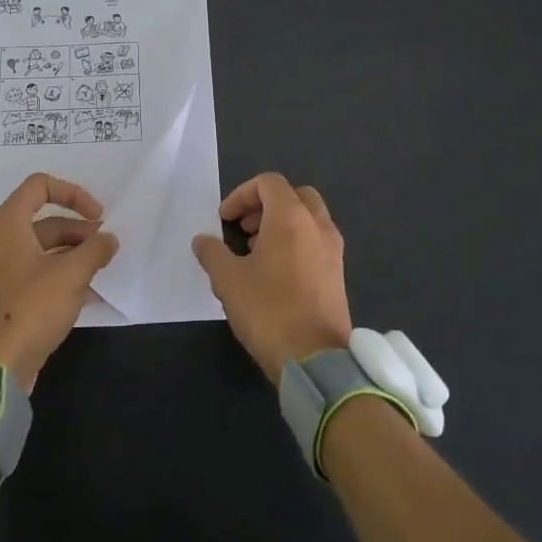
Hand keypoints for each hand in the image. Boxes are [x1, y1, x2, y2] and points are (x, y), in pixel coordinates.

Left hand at [0, 173, 118, 390]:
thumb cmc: (30, 309)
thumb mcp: (71, 275)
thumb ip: (95, 250)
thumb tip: (109, 239)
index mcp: (6, 224)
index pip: (39, 186)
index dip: (73, 193)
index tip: (99, 215)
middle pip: (43, 221)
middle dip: (78, 231)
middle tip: (106, 248)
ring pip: (39, 250)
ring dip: (71, 255)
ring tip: (99, 271)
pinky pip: (32, 274)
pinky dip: (57, 276)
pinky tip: (84, 294)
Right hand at [192, 172, 351, 384]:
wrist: (315, 359)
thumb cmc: (268, 310)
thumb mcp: (227, 280)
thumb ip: (212, 253)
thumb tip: (203, 240)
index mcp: (292, 217)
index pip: (269, 183)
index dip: (241, 194)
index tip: (224, 220)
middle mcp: (318, 226)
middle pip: (295, 195)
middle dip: (266, 205)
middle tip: (244, 229)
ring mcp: (333, 250)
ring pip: (308, 219)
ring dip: (281, 224)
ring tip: (255, 252)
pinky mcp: (337, 274)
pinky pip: (316, 242)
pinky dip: (296, 243)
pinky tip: (275, 274)